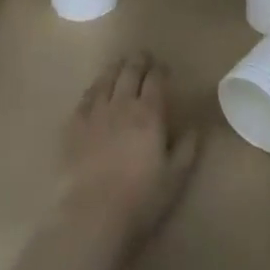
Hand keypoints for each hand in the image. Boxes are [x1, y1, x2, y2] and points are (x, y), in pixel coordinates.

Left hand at [56, 52, 199, 260]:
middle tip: (142, 56)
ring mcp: (95, 112)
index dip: (159, 70)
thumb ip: (186, 149)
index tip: (162, 67)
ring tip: (120, 63)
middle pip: (130, 72)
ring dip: (115, 68)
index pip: (155, 81)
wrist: (92, 213)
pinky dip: (95, 87)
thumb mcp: (175, 178)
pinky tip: (96, 88)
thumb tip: (195, 127)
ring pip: (106, 79)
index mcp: (149, 114)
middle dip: (138, 61)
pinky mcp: (74, 124)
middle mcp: (122, 104)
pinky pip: (86, 97)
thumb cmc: (140, 199)